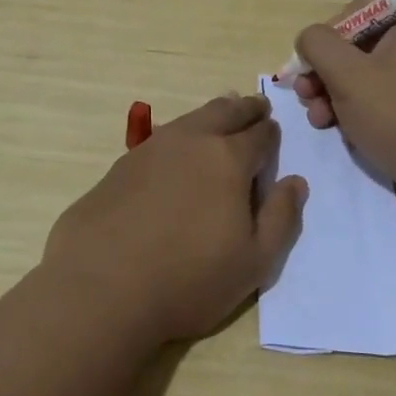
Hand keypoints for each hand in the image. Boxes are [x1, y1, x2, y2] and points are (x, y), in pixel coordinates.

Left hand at [41, 94, 307, 343]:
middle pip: (224, 111)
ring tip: (220, 118)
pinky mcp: (121, 165)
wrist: (101, 288)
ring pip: (190, 119)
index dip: (271, 132)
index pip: (260, 134)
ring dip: (211, 116)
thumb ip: (281, 218)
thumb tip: (295, 181)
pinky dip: (179, 137)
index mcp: (228, 159)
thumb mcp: (254, 262)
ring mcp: (151, 149)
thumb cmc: (189, 280)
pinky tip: (176, 152)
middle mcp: (191, 141)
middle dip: (244, 108)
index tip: (274, 131)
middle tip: (255, 107)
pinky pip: (161, 138)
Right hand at [291, 0, 395, 214]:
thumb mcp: (347, 75)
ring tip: (318, 120)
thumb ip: (318, 45)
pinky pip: (381, 100)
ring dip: (333, 95)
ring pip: (365, 76)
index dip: (326, 33)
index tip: (307, 63)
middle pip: (358, 46)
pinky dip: (356, 111)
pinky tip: (340, 131)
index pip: (359, 10)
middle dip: (325, 71)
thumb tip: (308, 38)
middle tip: (304, 95)